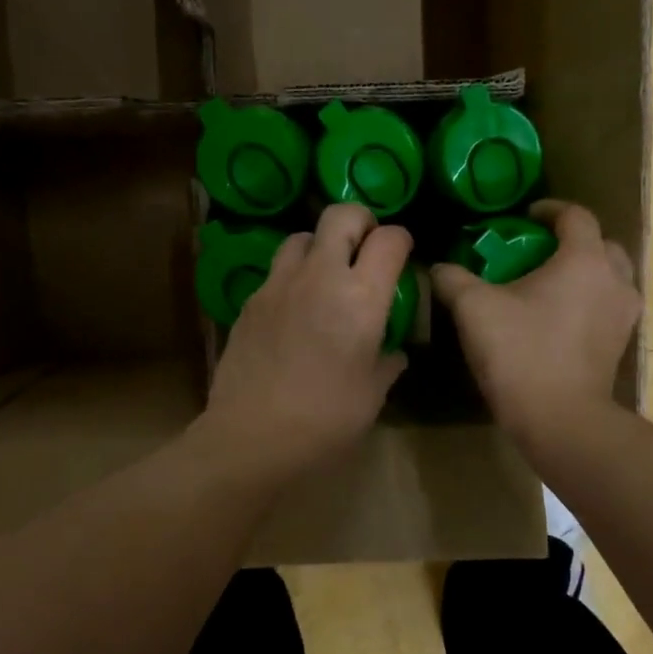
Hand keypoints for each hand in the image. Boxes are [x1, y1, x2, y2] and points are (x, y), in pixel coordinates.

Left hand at [201, 204, 410, 478]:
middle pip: (341, 215)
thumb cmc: (325, 421)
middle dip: (360, 221)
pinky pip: (276, 271)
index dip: (402, 239)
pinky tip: (295, 310)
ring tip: (327, 275)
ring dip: (321, 245)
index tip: (403, 256)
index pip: (390, 239)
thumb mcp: (371, 395)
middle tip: (366, 247)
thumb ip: (387, 362)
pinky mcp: (250, 301)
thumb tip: (393, 352)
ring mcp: (278, 285)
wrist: (251, 438)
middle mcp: (320, 277)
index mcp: (361, 298)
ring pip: (301, 236)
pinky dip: (293, 277)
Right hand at [432, 200, 639, 443]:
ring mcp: (623, 315)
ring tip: (549, 284)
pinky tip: (558, 318)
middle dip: (572, 241)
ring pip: (610, 277)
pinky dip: (589, 301)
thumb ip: (454, 279)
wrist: (559, 419)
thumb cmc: (520, 353)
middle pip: (601, 244)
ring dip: (585, 272)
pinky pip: (608, 306)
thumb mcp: (474, 310)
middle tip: (538, 252)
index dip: (549, 210)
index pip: (576, 216)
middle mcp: (614, 280)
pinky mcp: (620, 344)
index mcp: (584, 260)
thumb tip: (438, 267)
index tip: (524, 217)